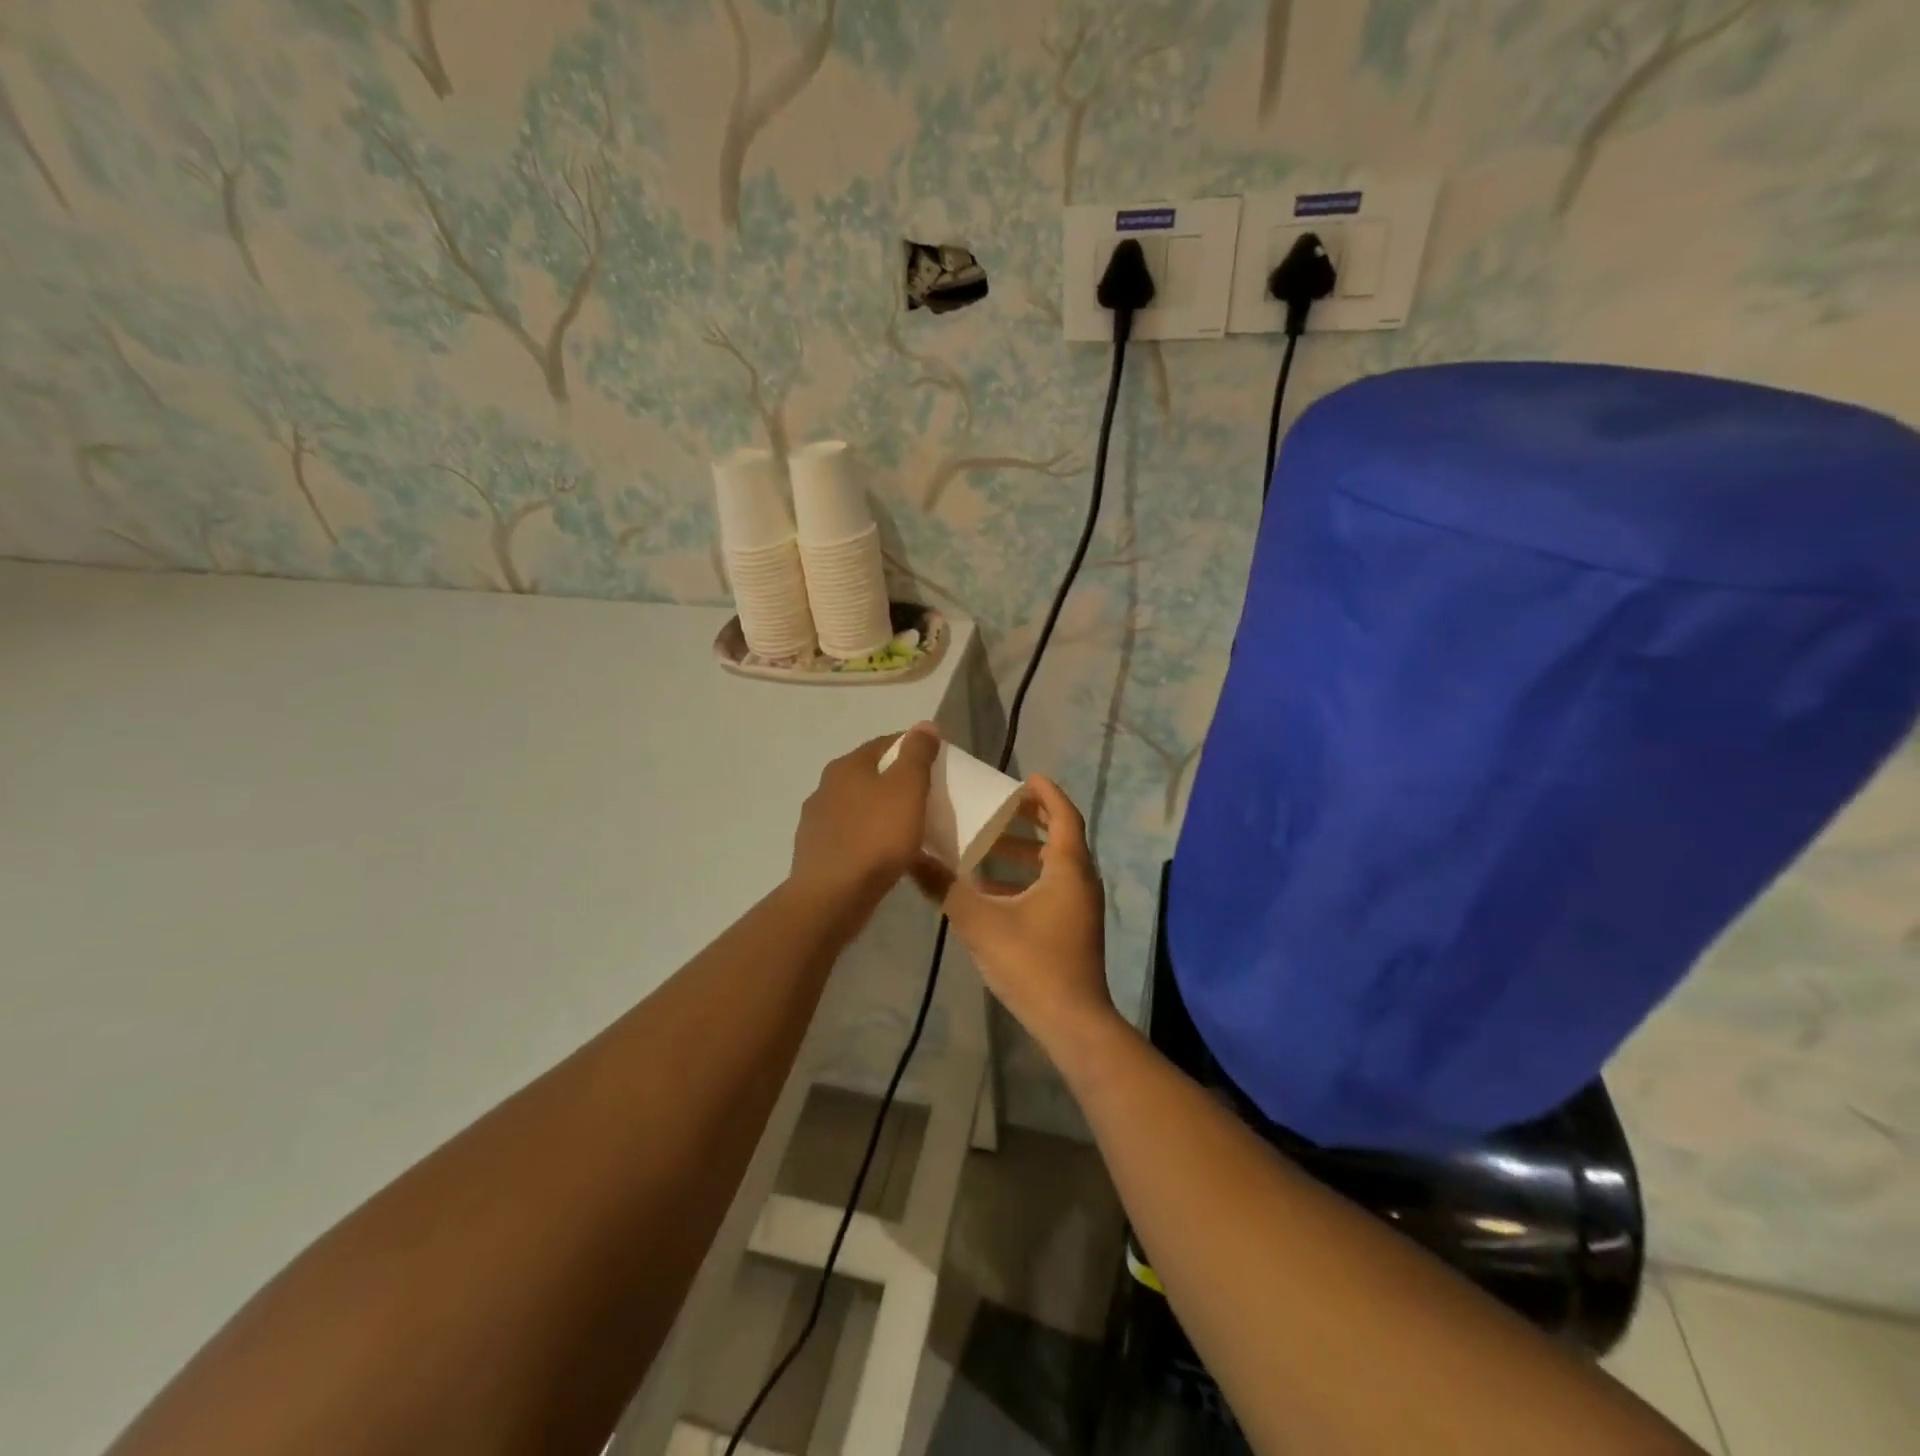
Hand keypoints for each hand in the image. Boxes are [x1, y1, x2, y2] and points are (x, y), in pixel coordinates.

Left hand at [790, 724, 940, 908]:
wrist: (832, 896)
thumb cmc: (875, 837)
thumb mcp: (907, 789)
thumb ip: (917, 755)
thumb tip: (924, 724)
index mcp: (847, 766)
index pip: (885, 743)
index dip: (913, 748)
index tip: (937, 764)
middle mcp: (826, 787)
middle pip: (870, 775)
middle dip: (897, 782)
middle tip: (926, 797)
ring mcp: (817, 821)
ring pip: (859, 807)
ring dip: (881, 812)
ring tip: (909, 829)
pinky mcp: (816, 852)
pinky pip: (851, 837)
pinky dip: (869, 839)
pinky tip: (884, 855)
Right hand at [912, 775, 1114, 1054]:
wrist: (1072, 1023)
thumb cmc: (1032, 964)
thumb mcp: (981, 923)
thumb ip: (945, 889)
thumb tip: (911, 858)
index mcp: (1068, 870)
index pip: (1064, 815)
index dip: (1045, 793)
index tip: (1023, 777)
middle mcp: (1080, 881)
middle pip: (1060, 836)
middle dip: (1030, 820)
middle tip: (998, 808)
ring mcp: (1079, 907)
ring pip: (1054, 865)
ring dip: (1024, 853)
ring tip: (985, 848)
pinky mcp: (1073, 928)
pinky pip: (1051, 888)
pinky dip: (1025, 879)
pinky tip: (991, 892)